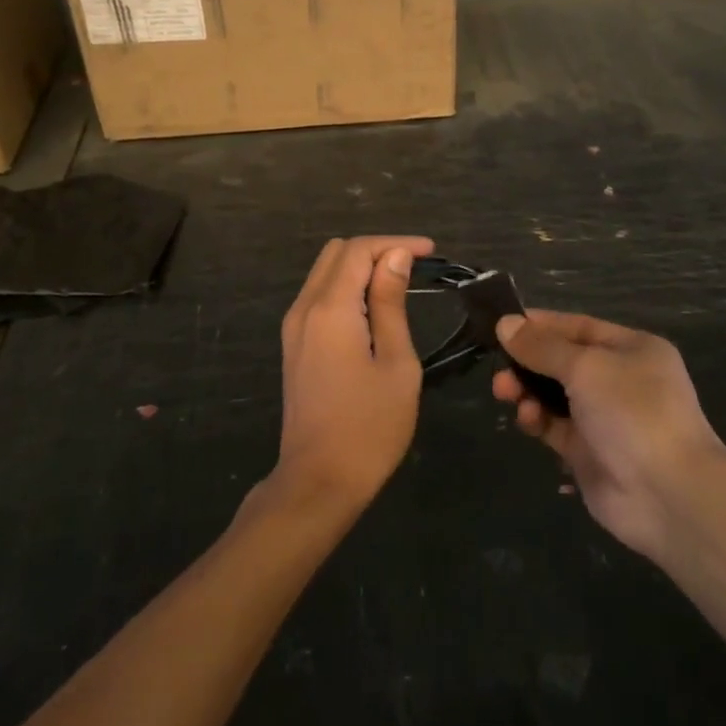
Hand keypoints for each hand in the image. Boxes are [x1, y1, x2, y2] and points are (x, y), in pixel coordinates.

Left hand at [273, 236, 433, 509]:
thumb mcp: (396, 363)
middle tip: (415, 266)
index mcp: (330, 309)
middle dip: (376, 250)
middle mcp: (304, 308)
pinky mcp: (294, 345)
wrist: (318, 482)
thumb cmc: (369, 426)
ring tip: (399, 283)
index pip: (359, 250)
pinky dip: (346, 288)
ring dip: (360, 268)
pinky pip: (318, 296)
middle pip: (336, 253)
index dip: (395, 243)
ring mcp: (294, 327)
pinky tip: (373, 306)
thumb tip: (395, 257)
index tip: (430, 252)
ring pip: (324, 273)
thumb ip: (390, 303)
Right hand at [492, 310, 725, 558]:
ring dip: (527, 390)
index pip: (578, 327)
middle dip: (528, 362)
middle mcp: (620, 379)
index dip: (541, 324)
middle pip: (563, 362)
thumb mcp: (585, 367)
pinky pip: (555, 427)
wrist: (669, 495)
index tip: (502, 325)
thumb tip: (505, 323)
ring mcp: (606, 418)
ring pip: (555, 395)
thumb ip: (542, 347)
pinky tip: (527, 419)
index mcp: (632, 349)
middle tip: (499, 368)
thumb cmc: (632, 412)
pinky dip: (538, 420)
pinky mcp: (590, 453)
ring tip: (504, 392)